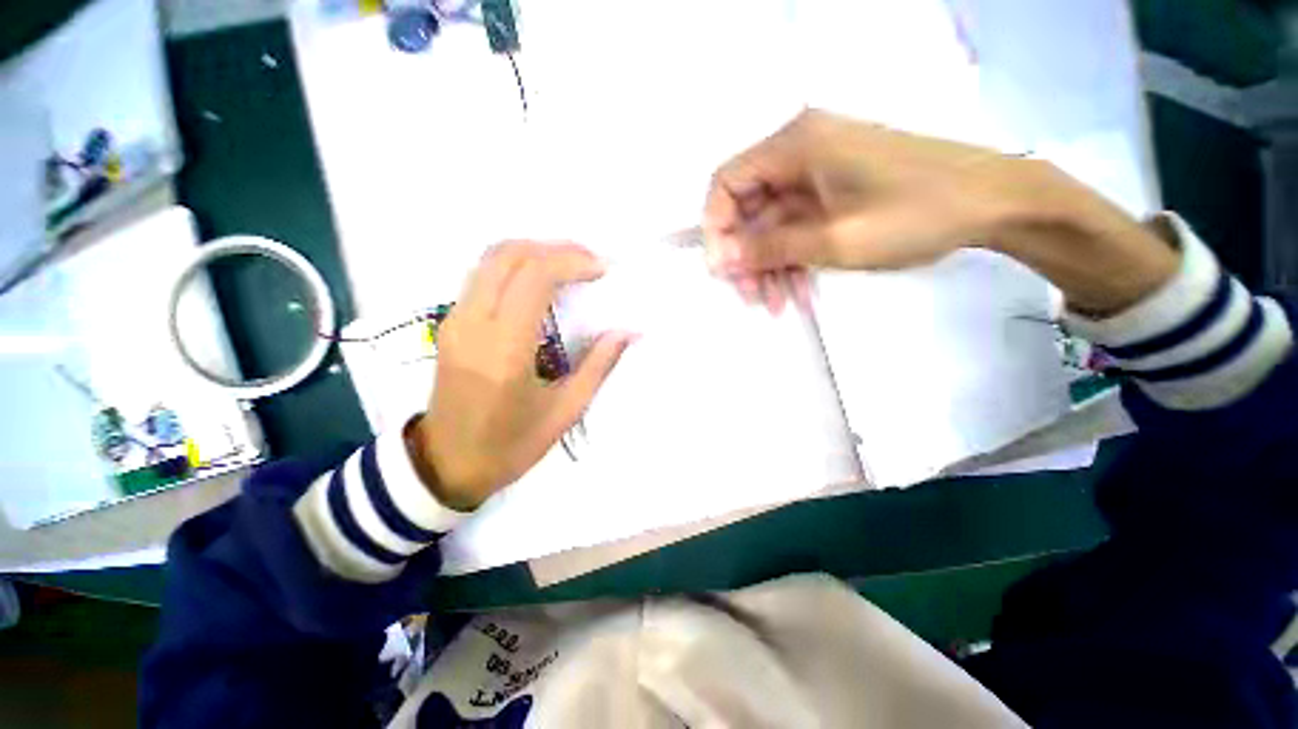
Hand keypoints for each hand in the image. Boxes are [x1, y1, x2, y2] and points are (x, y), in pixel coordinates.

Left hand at [406, 242, 633, 510]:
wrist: (447, 464)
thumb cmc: (511, 445)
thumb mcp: (565, 412)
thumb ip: (599, 366)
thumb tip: (628, 331)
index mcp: (504, 349)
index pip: (534, 277)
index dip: (572, 262)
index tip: (602, 269)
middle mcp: (473, 323)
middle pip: (508, 254)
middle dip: (555, 248)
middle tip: (590, 262)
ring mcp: (454, 320)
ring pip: (491, 258)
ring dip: (534, 252)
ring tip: (570, 267)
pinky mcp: (449, 323)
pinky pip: (483, 275)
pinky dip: (516, 266)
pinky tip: (541, 283)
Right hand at [704, 109, 1178, 316]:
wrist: (992, 204)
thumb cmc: (913, 214)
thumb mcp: (832, 239)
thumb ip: (768, 247)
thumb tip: (717, 259)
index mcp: (795, 145)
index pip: (726, 182)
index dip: (714, 228)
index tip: (721, 269)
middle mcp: (799, 152)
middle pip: (748, 209)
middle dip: (746, 257)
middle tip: (751, 297)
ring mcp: (817, 174)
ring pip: (772, 225)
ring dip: (770, 267)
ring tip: (777, 305)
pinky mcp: (833, 193)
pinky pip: (797, 228)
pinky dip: (794, 261)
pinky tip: (799, 292)